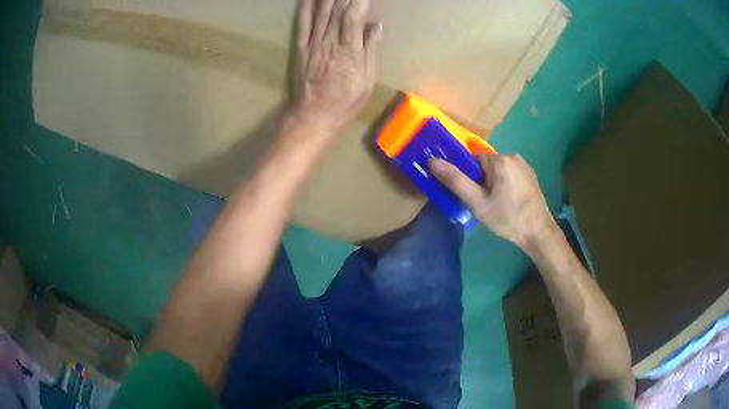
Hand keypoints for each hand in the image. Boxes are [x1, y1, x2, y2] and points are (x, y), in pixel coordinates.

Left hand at [290, 0, 381, 133]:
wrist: (312, 117)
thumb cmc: (344, 102)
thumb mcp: (367, 82)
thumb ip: (371, 52)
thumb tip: (376, 26)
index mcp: (349, 52)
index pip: (353, 17)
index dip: (359, 0)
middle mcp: (330, 43)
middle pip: (337, 10)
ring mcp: (313, 44)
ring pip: (321, 12)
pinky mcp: (301, 47)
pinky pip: (303, 23)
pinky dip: (305, 6)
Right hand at [429, 153, 555, 248]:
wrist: (538, 233)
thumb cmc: (507, 218)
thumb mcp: (477, 203)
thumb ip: (455, 180)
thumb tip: (432, 160)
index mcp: (499, 160)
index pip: (472, 158)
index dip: (466, 175)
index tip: (469, 193)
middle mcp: (513, 156)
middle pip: (485, 164)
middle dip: (480, 180)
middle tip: (481, 202)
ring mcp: (524, 165)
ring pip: (498, 169)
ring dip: (492, 182)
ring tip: (495, 204)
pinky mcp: (531, 175)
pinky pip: (510, 174)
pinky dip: (504, 184)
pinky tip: (508, 202)